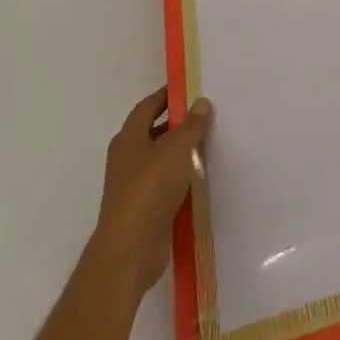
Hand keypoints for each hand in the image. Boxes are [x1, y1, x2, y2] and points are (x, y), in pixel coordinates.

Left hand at [88, 88, 212, 297]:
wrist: (130, 250)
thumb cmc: (149, 190)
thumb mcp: (176, 150)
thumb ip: (191, 126)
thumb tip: (201, 102)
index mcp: (128, 138)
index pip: (148, 106)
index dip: (167, 96)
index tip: (192, 89)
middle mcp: (127, 158)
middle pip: (154, 132)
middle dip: (178, 123)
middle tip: (208, 116)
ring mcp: (134, 185)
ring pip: (161, 159)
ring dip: (182, 152)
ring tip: (211, 144)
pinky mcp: (144, 209)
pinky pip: (166, 184)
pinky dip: (182, 178)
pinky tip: (202, 178)